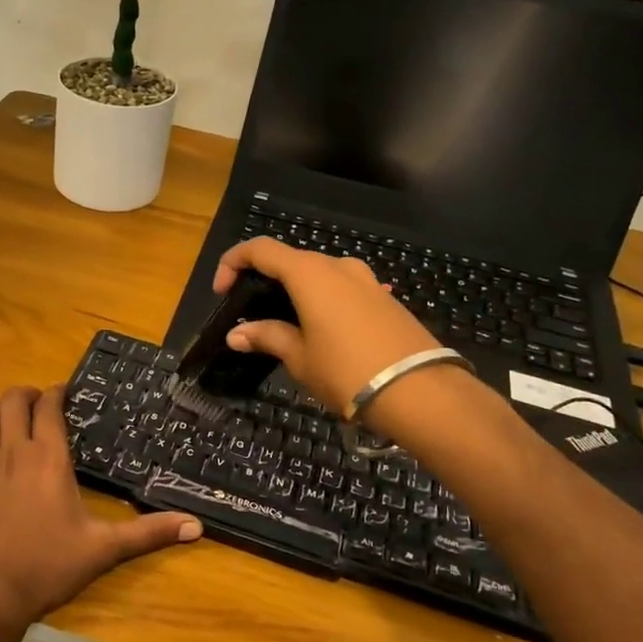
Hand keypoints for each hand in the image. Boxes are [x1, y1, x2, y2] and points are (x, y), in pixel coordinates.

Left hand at [0, 386, 199, 639]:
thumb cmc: (45, 568)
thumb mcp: (102, 550)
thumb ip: (148, 534)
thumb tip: (196, 526)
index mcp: (47, 458)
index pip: (47, 406)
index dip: (56, 393)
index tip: (66, 393)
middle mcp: (12, 452)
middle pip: (12, 401)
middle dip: (28, 394)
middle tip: (42, 403)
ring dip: (2, 409)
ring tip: (16, 417)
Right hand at [213, 237, 442, 415]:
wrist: (420, 392)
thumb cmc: (346, 371)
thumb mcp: (299, 357)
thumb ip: (267, 337)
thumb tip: (237, 334)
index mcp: (309, 273)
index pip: (260, 250)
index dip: (233, 263)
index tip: (222, 291)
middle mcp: (338, 266)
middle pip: (291, 260)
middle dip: (265, 280)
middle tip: (251, 313)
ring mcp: (366, 280)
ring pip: (319, 274)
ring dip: (296, 291)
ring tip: (286, 325)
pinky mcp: (385, 299)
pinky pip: (343, 289)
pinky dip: (322, 301)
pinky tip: (321, 333)